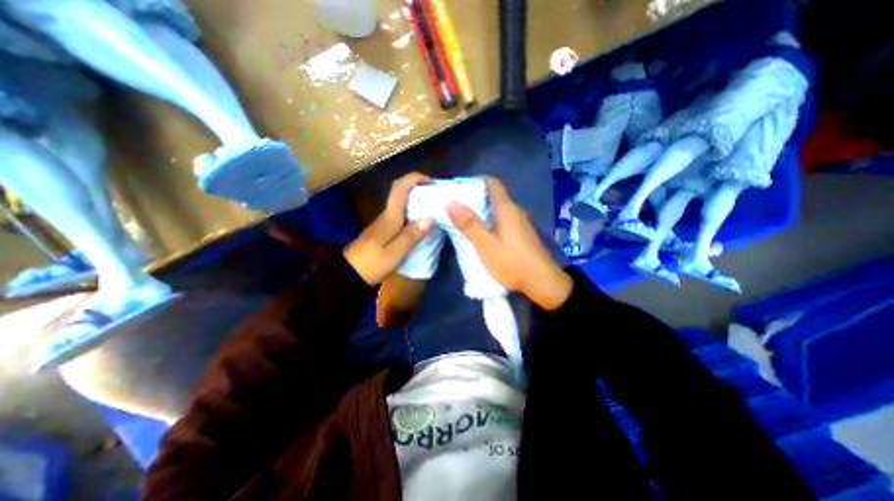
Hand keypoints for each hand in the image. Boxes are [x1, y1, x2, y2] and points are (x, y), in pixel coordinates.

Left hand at [343, 172, 435, 284]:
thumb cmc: (372, 263)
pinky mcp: (384, 231)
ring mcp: (384, 223)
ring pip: (402, 205)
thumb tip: (430, 218)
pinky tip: (422, 225)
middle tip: (437, 197)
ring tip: (435, 210)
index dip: (414, 179)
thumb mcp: (395, 252)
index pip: (399, 188)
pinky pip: (401, 216)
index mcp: (390, 217)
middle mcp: (387, 215)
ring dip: (417, 202)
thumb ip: (412, 235)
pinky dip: (413, 214)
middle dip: (419, 190)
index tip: (431, 182)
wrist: (350, 275)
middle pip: (401, 193)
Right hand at [446, 176, 571, 309]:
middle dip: (474, 198)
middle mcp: (515, 211)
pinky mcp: (521, 234)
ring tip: (463, 219)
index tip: (458, 189)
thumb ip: (469, 224)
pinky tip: (481, 233)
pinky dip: (489, 221)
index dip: (475, 181)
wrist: (543, 283)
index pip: (492, 183)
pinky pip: (502, 220)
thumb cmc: (512, 262)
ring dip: (481, 211)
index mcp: (506, 208)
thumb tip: (451, 202)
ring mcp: (520, 222)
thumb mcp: (486, 245)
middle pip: (493, 195)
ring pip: (497, 209)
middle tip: (454, 206)